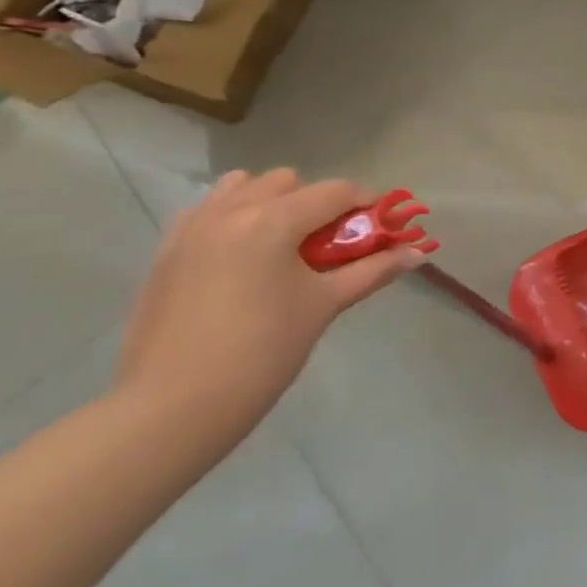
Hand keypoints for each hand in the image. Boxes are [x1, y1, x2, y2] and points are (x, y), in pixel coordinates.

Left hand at [115, 169, 422, 433]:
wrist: (175, 405)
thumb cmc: (263, 351)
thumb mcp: (325, 305)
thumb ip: (373, 270)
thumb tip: (418, 252)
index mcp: (271, 221)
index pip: (335, 192)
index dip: (367, 204)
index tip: (384, 227)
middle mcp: (229, 211)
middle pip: (288, 182)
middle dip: (318, 203)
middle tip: (332, 244)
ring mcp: (191, 228)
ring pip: (243, 187)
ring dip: (273, 203)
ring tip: (285, 246)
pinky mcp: (167, 251)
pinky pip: (209, 211)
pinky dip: (236, 218)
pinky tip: (247, 260)